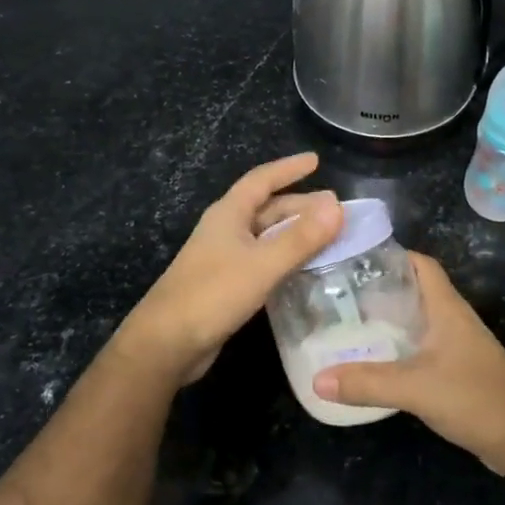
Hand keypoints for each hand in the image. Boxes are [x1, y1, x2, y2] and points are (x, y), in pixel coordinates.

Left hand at [118, 153, 343, 384]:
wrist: (167, 343)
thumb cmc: (213, 294)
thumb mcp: (262, 263)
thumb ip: (301, 237)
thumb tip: (337, 206)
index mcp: (228, 215)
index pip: (261, 180)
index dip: (288, 169)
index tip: (315, 160)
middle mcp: (226, 231)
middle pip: (267, 209)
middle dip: (300, 205)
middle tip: (334, 208)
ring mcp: (224, 258)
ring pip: (266, 236)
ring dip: (295, 233)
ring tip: (327, 235)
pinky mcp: (227, 285)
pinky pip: (263, 261)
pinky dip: (286, 258)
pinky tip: (304, 268)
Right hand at [312, 253, 504, 476]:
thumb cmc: (475, 398)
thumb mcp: (415, 388)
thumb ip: (367, 383)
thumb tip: (317, 380)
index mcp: (447, 309)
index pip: (421, 265)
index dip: (392, 255)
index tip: (354, 258)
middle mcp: (453, 321)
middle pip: (414, 291)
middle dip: (379, 289)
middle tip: (338, 295)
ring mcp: (457, 347)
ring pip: (417, 322)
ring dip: (387, 321)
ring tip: (347, 325)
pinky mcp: (457, 373)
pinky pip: (421, 350)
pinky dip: (397, 350)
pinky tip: (373, 362)